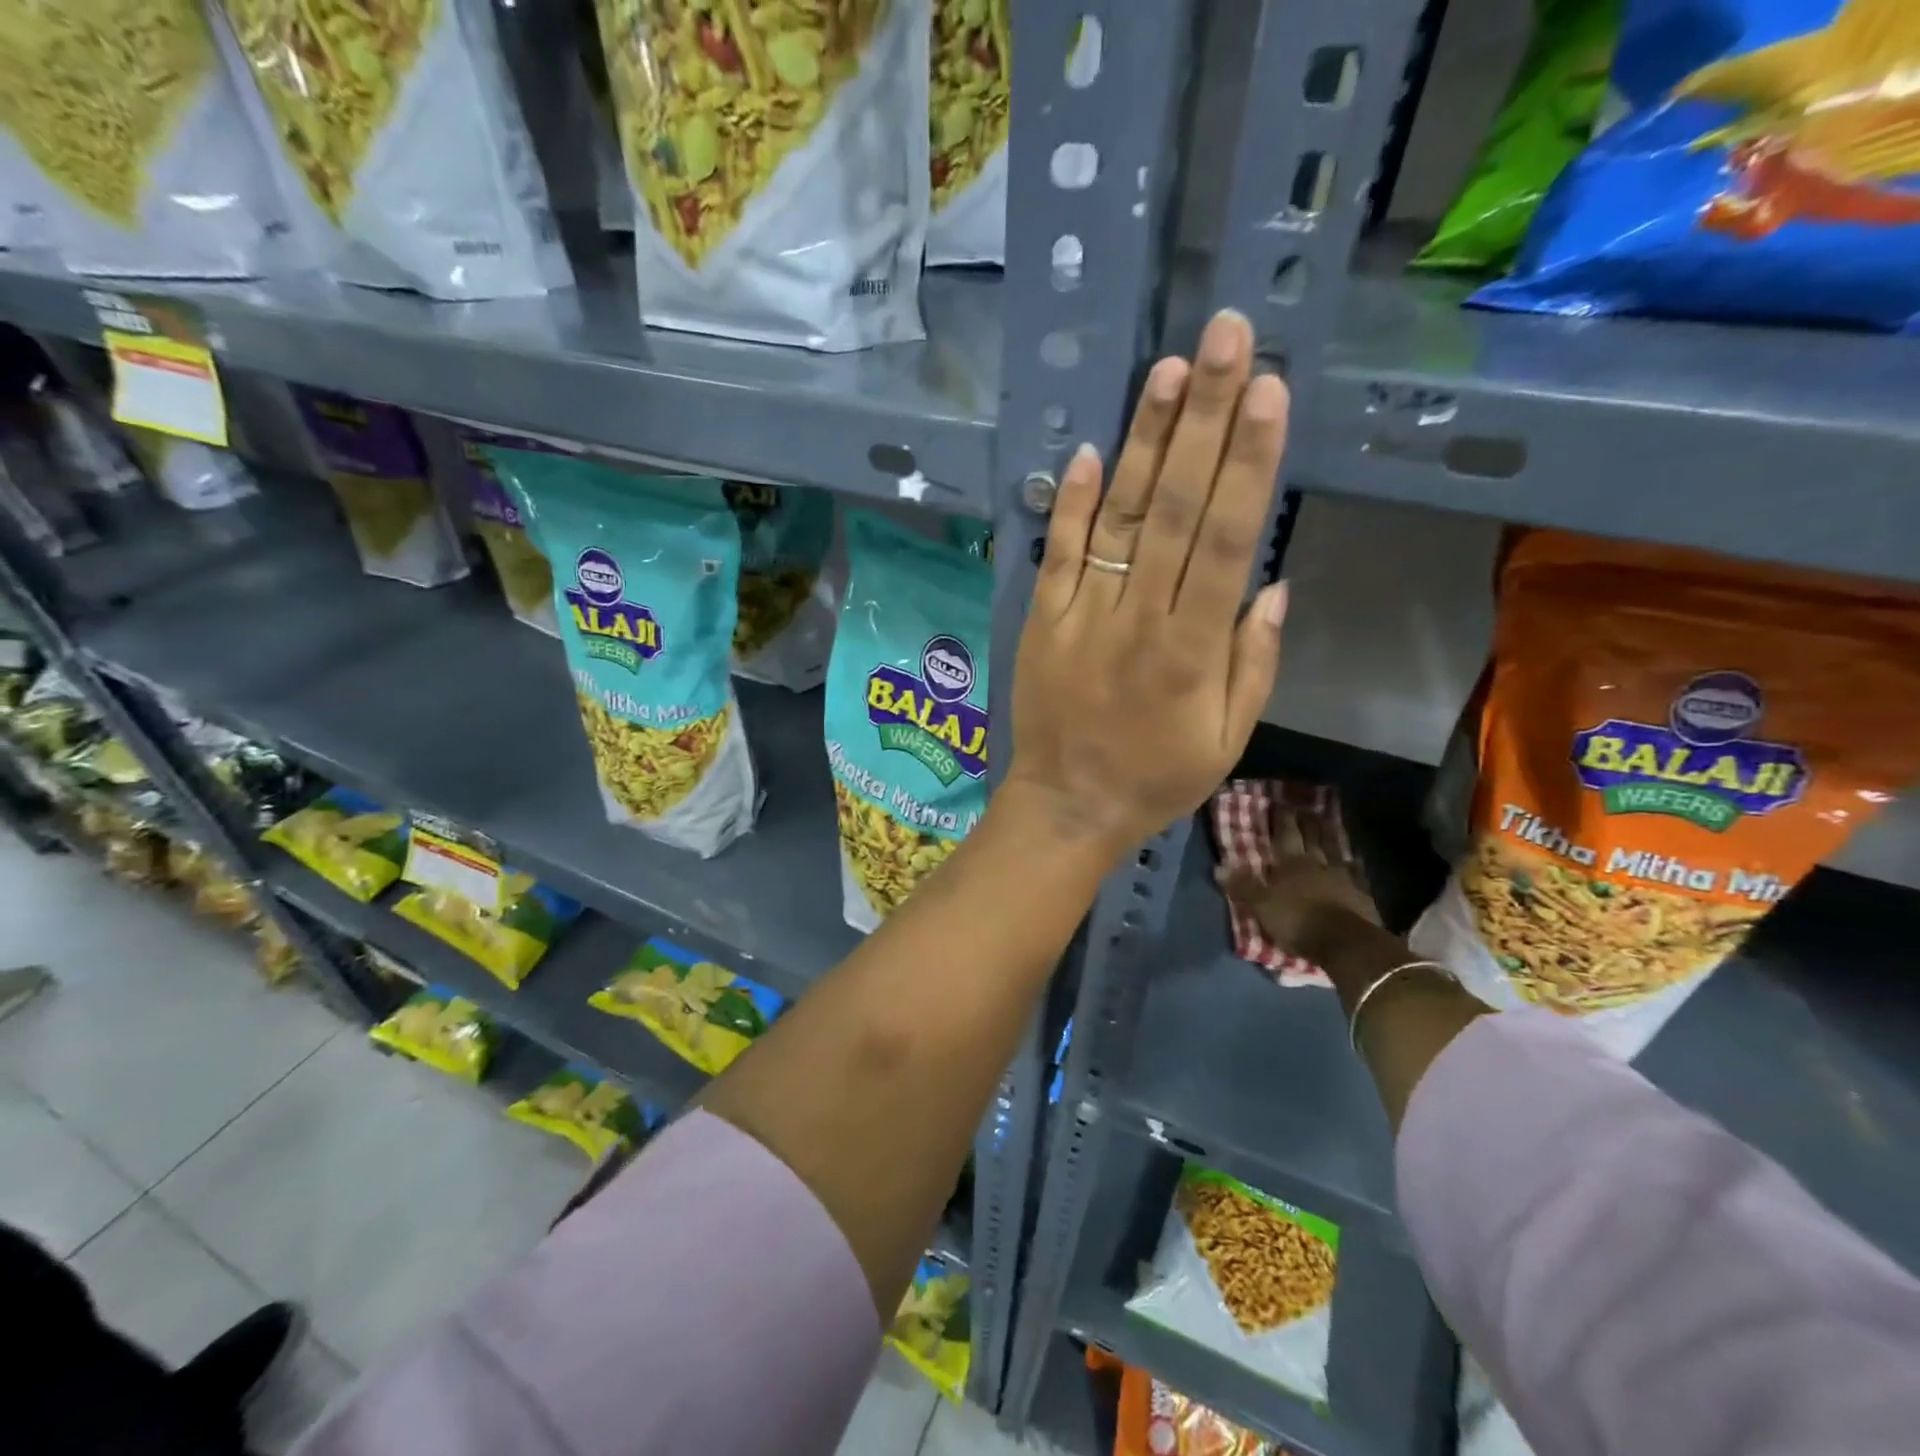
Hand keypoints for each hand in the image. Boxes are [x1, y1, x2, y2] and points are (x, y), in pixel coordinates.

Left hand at [1002, 310, 1291, 854]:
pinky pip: (1058, 554)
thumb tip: (1272, 583)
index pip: (1226, 541)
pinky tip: (1091, 449)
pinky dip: (1072, 503)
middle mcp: (1138, 620)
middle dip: (1202, 419)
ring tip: (1168, 371)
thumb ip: (1253, 661)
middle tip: (1222, 339)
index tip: (1267, 390)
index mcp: (1193, 651)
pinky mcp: (1041, 621)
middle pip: (1174, 509)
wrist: (1067, 805)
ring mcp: (1082, 616)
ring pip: (1118, 519)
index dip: (1247, 462)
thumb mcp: (1228, 739)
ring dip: (1143, 442)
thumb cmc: (1156, 778)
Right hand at [1219, 801, 1379, 963]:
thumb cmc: (1297, 921)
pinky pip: (1356, 873)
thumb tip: (1219, 866)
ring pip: (1336, 850)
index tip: (1281, 803)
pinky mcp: (1362, 895)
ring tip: (1329, 823)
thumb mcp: (1261, 905)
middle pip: (1313, 838)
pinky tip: (1355, 860)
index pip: (1286, 834)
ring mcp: (1343, 878)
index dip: (1283, 818)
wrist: (1346, 943)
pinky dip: (1354, 865)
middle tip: (1307, 808)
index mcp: (1292, 863)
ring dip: (1331, 836)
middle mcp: (1318, 864)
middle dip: (1308, 822)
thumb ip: (1243, 886)